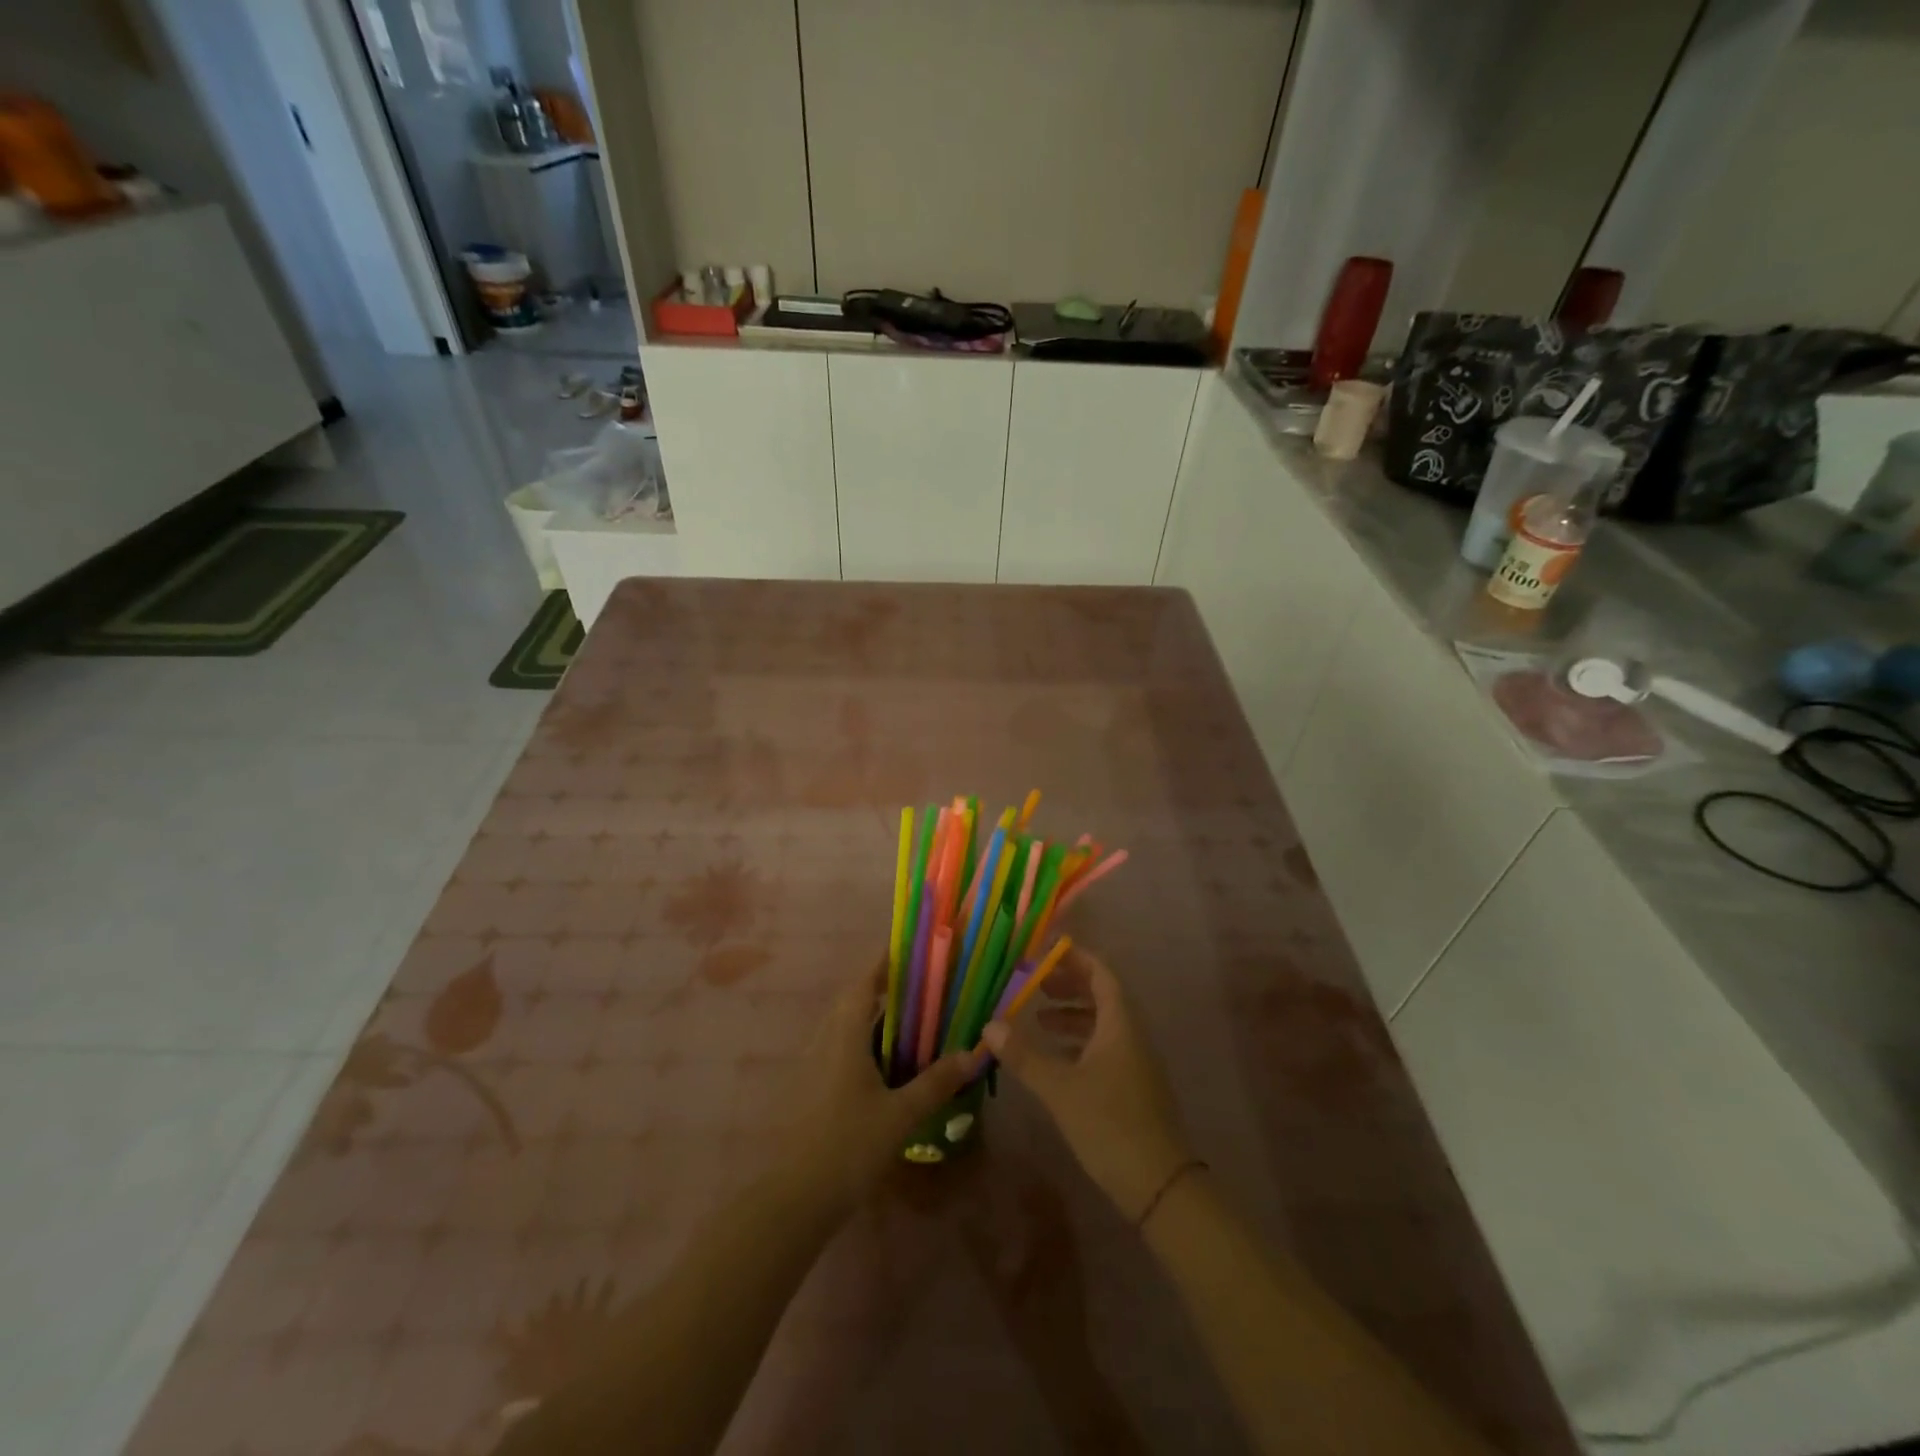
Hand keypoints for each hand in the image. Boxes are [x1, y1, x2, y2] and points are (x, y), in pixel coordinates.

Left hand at [785, 957, 985, 1210]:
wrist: (795, 1198)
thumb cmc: (849, 1145)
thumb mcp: (900, 1115)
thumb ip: (936, 1082)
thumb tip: (973, 1053)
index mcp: (844, 1036)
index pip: (864, 983)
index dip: (884, 963)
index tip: (909, 950)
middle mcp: (825, 1041)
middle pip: (853, 1001)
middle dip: (882, 988)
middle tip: (919, 987)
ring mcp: (813, 1065)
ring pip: (844, 1026)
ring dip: (871, 1016)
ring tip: (908, 1021)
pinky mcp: (811, 1087)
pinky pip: (839, 1048)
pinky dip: (863, 1042)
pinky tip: (884, 1065)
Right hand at [982, 948, 1192, 1223]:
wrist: (1160, 1186)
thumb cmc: (1110, 1124)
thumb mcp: (1060, 1088)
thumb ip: (1024, 1055)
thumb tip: (989, 1025)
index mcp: (1120, 1024)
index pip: (1101, 974)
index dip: (1075, 960)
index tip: (1046, 953)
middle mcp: (1131, 1035)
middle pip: (1102, 996)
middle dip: (1069, 986)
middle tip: (1035, 985)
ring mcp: (1135, 1063)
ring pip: (1103, 1024)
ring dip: (1072, 1016)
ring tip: (1038, 1020)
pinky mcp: (1133, 1088)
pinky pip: (1105, 1048)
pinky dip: (1079, 1043)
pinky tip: (1055, 1059)